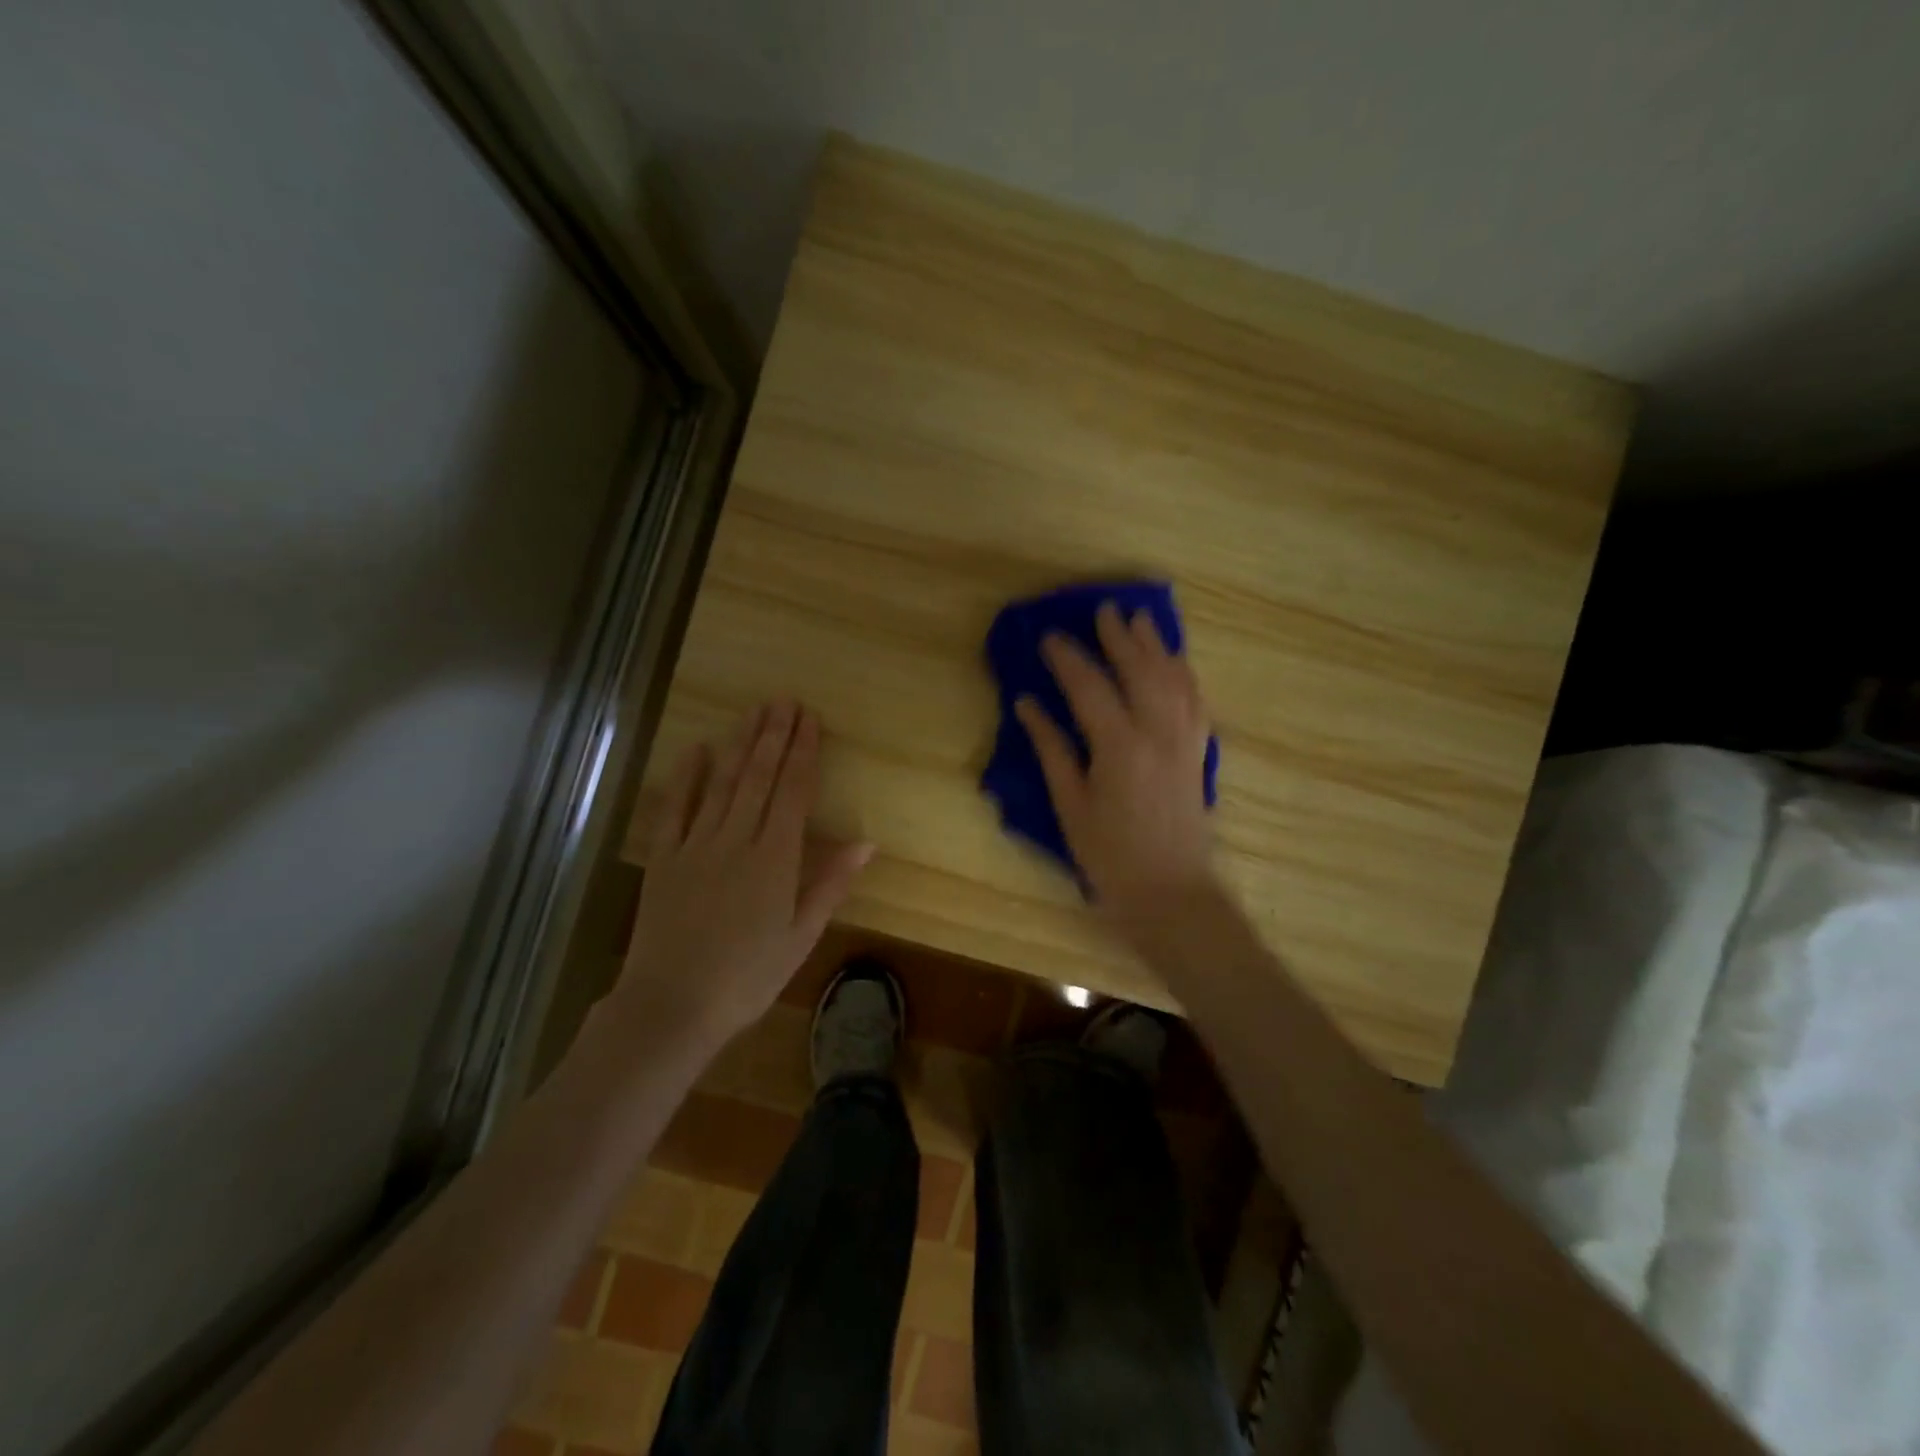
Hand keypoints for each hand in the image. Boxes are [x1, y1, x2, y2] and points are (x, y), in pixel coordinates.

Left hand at [618, 701, 872, 1044]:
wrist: (671, 1006)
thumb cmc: (747, 977)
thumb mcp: (801, 936)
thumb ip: (830, 883)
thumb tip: (866, 842)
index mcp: (775, 859)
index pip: (794, 792)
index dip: (804, 753)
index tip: (810, 720)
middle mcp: (736, 839)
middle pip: (758, 777)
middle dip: (774, 736)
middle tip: (785, 700)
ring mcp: (695, 844)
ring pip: (722, 783)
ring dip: (739, 744)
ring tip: (754, 712)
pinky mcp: (663, 857)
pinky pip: (674, 807)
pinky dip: (685, 776)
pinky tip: (696, 748)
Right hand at [1016, 602, 1215, 918]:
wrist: (1171, 893)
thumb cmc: (1110, 856)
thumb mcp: (1070, 806)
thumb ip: (1052, 749)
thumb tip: (1028, 705)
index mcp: (1119, 747)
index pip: (1090, 687)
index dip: (1068, 658)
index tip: (1049, 636)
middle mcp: (1158, 733)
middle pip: (1140, 670)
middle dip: (1120, 637)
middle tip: (1104, 610)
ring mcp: (1184, 740)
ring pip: (1174, 678)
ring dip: (1156, 646)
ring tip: (1141, 620)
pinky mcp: (1198, 752)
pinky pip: (1195, 700)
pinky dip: (1183, 673)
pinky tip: (1175, 662)